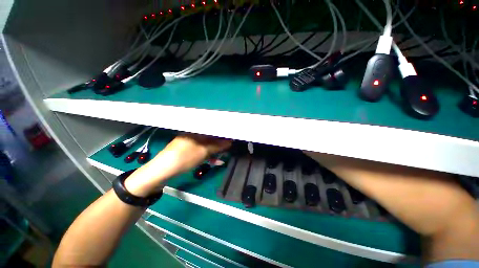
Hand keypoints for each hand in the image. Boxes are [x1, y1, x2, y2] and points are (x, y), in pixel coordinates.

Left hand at [124, 134, 230, 195]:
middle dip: (219, 144)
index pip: (213, 130)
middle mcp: (193, 134)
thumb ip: (217, 146)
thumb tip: (230, 142)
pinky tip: (213, 160)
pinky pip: (200, 150)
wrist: (163, 170)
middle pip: (210, 137)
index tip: (230, 139)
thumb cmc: (185, 157)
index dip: (222, 135)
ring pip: (206, 145)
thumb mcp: (203, 152)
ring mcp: (189, 142)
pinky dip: (207, 155)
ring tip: (221, 157)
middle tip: (227, 149)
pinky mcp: (187, 150)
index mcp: (196, 131)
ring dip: (214, 151)